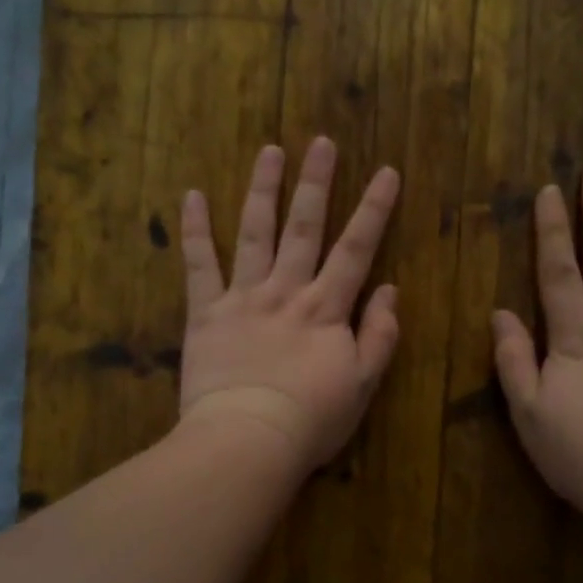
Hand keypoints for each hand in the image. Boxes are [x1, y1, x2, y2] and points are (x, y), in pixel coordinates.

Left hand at [177, 138, 401, 478]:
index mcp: (326, 308)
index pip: (356, 248)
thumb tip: (390, 289)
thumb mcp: (363, 384)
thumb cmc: (311, 420)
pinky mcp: (206, 313)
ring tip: (269, 151)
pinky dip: (195, 230)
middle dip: (316, 183)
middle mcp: (286, 291)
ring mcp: (243, 297)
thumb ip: (380, 334)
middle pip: (305, 227)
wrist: (248, 440)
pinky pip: (199, 265)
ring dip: (263, 190)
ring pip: (256, 233)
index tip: (386, 171)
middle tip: (321, 142)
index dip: (374, 209)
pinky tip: (192, 195)